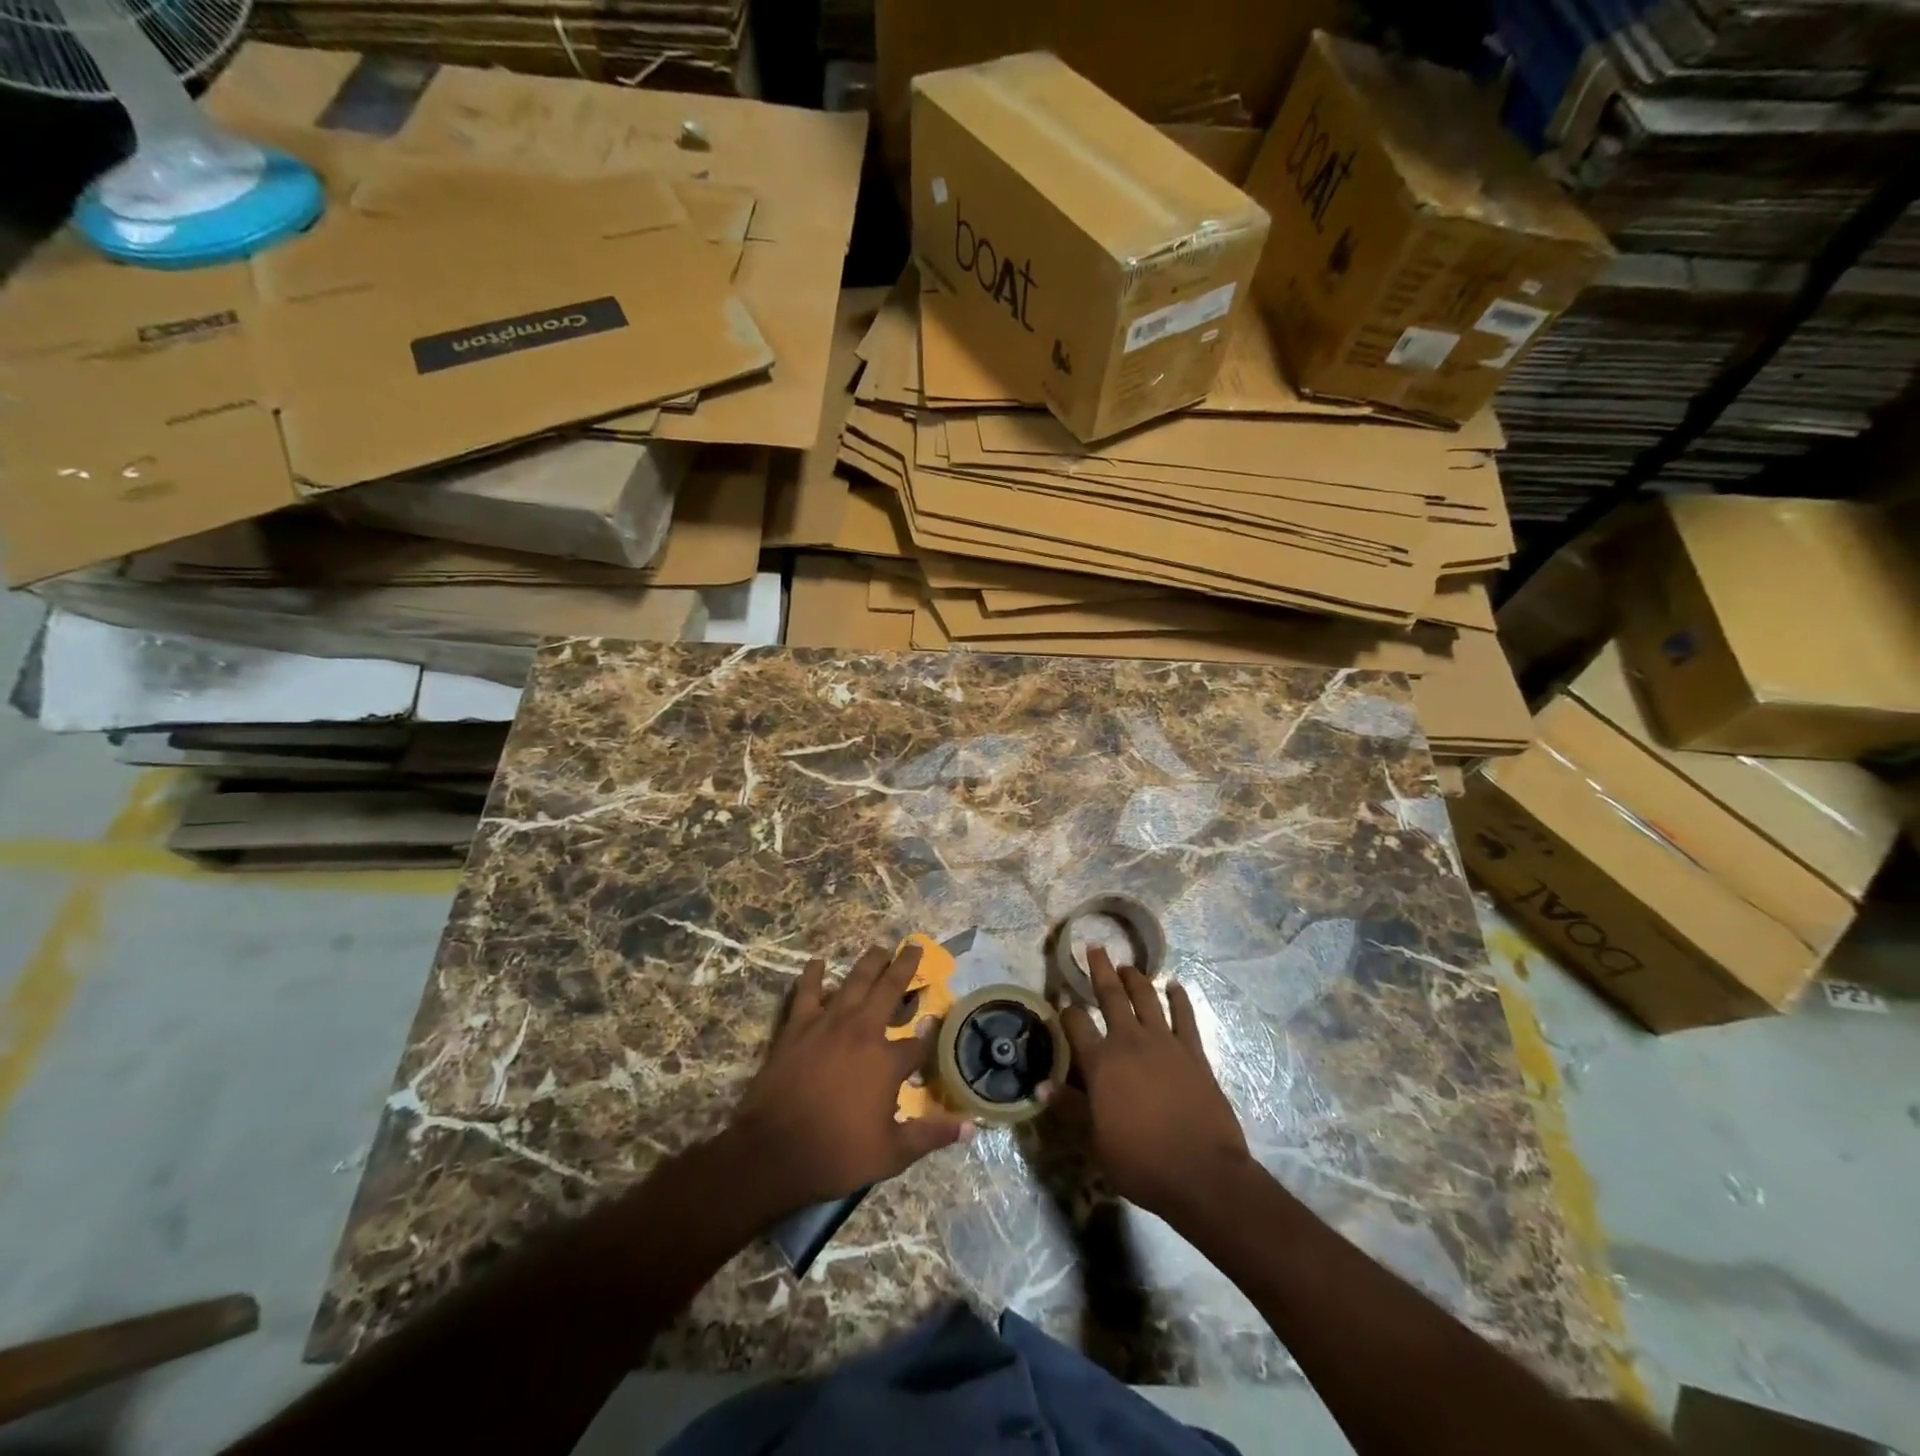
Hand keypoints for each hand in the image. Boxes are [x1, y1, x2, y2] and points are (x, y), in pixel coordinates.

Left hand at [723, 944, 973, 1216]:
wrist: (773, 1151)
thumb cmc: (836, 1154)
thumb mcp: (892, 1154)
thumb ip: (931, 1134)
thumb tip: (970, 1126)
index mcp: (887, 1062)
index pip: (919, 1042)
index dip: (932, 1032)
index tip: (938, 1020)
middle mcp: (863, 1032)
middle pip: (889, 989)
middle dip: (905, 967)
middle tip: (914, 946)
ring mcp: (828, 1024)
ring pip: (854, 982)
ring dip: (869, 962)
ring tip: (880, 948)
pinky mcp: (798, 1026)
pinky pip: (807, 992)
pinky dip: (814, 975)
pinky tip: (818, 963)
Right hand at [1059, 947, 1251, 1220]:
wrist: (1201, 1173)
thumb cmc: (1140, 1161)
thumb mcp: (1095, 1140)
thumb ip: (1070, 1107)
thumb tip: (1040, 1086)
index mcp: (1100, 1062)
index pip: (1075, 1024)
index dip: (1065, 1010)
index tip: (1060, 1001)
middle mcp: (1129, 1041)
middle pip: (1111, 996)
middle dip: (1100, 970)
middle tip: (1094, 948)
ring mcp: (1164, 1043)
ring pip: (1147, 998)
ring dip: (1136, 978)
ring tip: (1128, 966)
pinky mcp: (1193, 1052)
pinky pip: (1184, 1016)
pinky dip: (1179, 998)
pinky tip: (1175, 986)